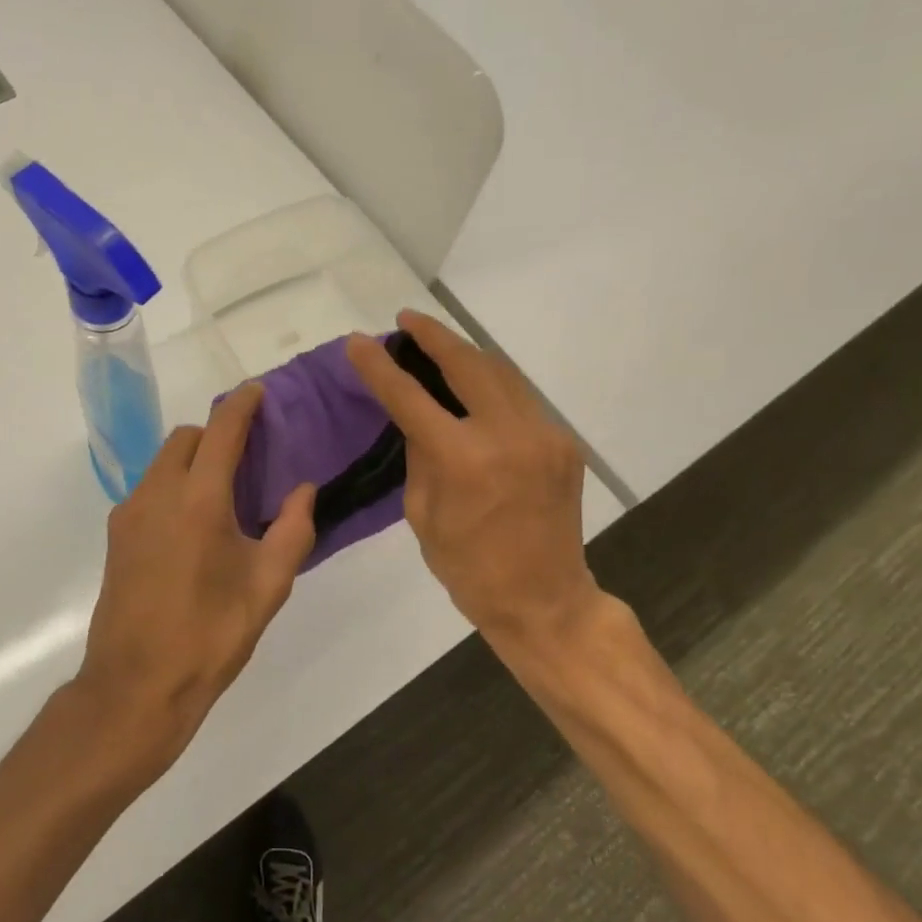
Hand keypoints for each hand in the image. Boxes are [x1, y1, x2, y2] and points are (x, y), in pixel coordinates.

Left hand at [76, 383, 316, 775]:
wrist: (136, 686)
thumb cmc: (210, 635)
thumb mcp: (268, 586)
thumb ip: (292, 529)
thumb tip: (302, 490)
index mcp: (198, 499)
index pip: (221, 431)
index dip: (241, 405)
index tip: (258, 392)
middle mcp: (157, 494)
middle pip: (185, 439)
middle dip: (216, 434)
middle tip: (248, 455)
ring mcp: (129, 514)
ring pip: (162, 462)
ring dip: (193, 460)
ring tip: (223, 491)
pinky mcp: (117, 536)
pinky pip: (149, 489)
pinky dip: (174, 485)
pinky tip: (194, 524)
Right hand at [346, 311, 610, 660]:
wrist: (545, 600)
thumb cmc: (469, 568)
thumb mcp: (422, 513)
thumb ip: (419, 455)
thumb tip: (417, 416)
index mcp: (464, 460)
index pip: (410, 397)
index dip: (379, 367)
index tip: (358, 342)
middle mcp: (508, 435)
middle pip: (467, 362)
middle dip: (433, 335)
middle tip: (405, 321)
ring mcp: (543, 435)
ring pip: (500, 371)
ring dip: (465, 352)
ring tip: (435, 342)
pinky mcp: (562, 443)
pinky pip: (520, 399)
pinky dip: (491, 384)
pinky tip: (472, 386)